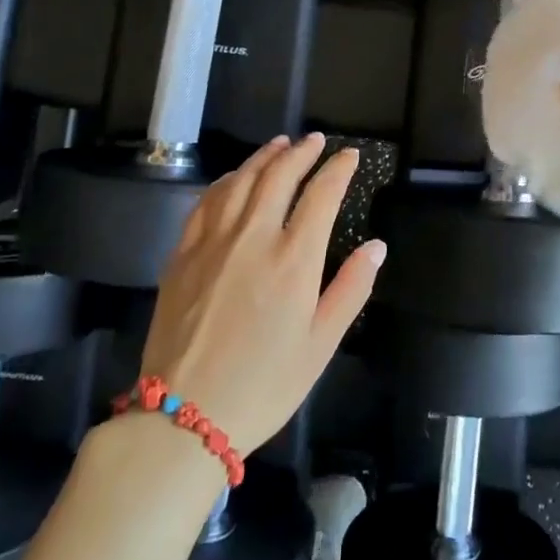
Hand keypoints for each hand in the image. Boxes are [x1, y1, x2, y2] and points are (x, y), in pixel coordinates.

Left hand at [139, 134, 382, 451]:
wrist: (182, 418)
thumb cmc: (264, 385)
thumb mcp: (320, 345)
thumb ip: (351, 289)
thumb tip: (376, 246)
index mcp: (294, 260)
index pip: (321, 195)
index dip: (338, 170)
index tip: (349, 156)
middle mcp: (254, 237)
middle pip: (279, 176)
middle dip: (301, 152)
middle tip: (315, 141)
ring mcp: (213, 242)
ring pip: (241, 180)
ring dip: (264, 157)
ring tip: (280, 144)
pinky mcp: (183, 254)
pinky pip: (207, 202)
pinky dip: (226, 180)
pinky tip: (235, 178)